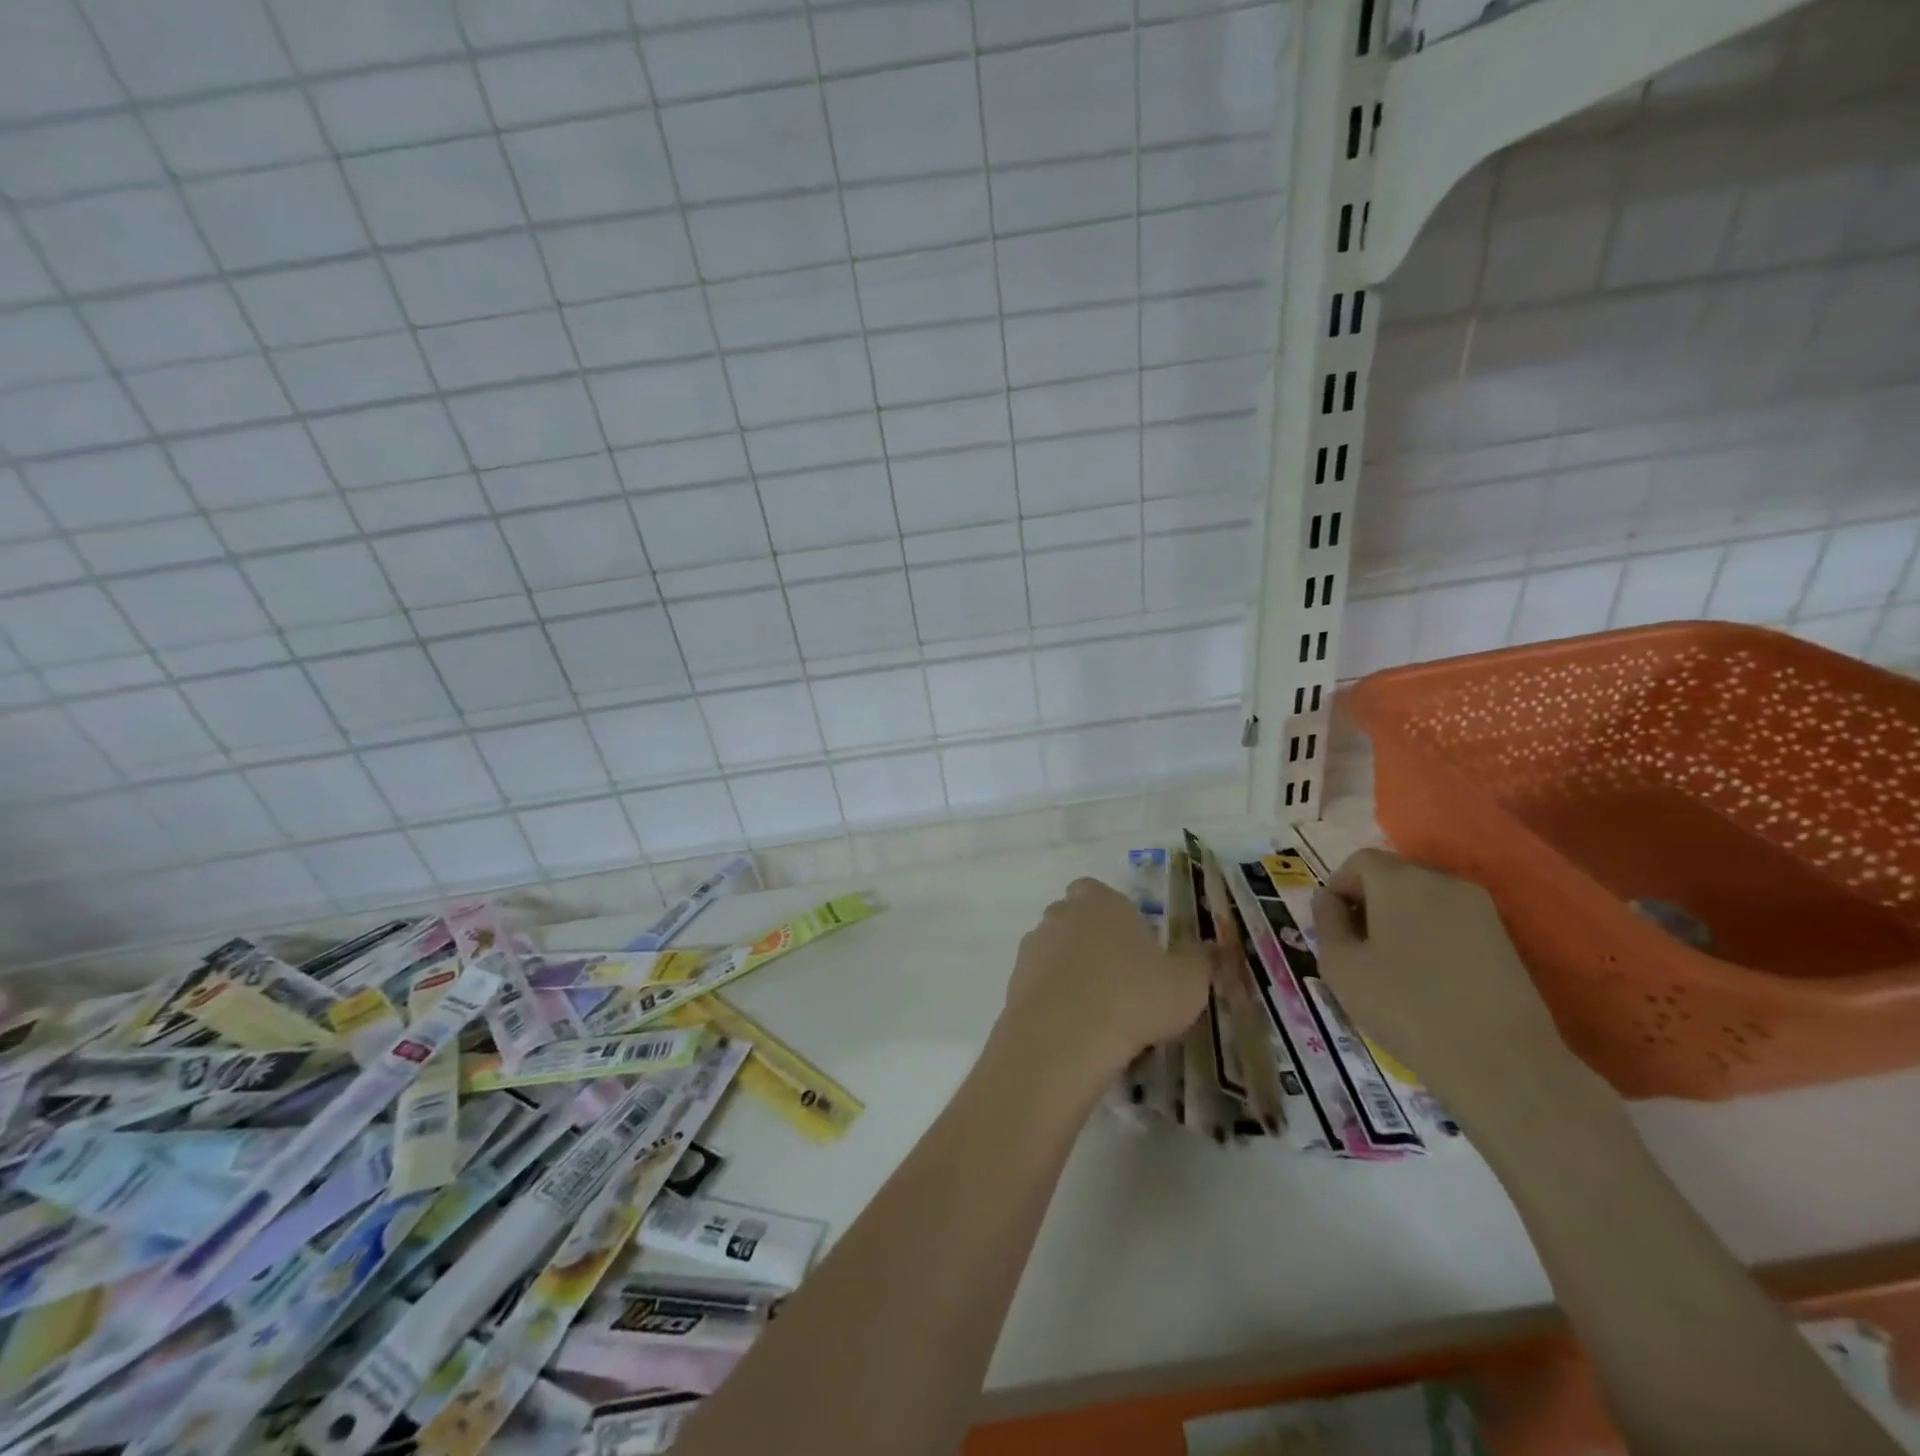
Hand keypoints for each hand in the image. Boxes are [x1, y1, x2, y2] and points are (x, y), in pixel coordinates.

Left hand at [1000, 878, 1210, 1080]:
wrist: (1065, 1035)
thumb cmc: (1134, 996)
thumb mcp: (1187, 982)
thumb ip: (1199, 961)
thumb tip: (1208, 948)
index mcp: (1100, 901)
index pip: (1100, 893)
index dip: (1116, 918)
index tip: (1135, 948)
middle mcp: (1061, 913)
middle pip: (1075, 919)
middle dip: (1092, 942)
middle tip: (1119, 980)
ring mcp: (1033, 945)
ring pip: (1055, 951)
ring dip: (1071, 971)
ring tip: (1097, 1011)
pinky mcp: (1014, 979)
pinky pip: (1039, 982)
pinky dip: (1054, 997)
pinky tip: (1074, 1027)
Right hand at [1312, 850, 1577, 1122]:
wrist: (1501, 1062)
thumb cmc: (1405, 1007)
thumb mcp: (1340, 965)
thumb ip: (1326, 921)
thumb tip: (1329, 899)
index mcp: (1398, 880)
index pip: (1358, 862)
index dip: (1338, 889)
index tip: (1333, 929)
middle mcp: (1441, 880)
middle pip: (1393, 876)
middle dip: (1369, 903)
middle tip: (1358, 950)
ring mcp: (1479, 908)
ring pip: (1423, 899)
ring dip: (1401, 921)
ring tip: (1393, 967)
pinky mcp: (1503, 937)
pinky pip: (1451, 922)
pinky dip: (1431, 937)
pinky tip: (1430, 979)